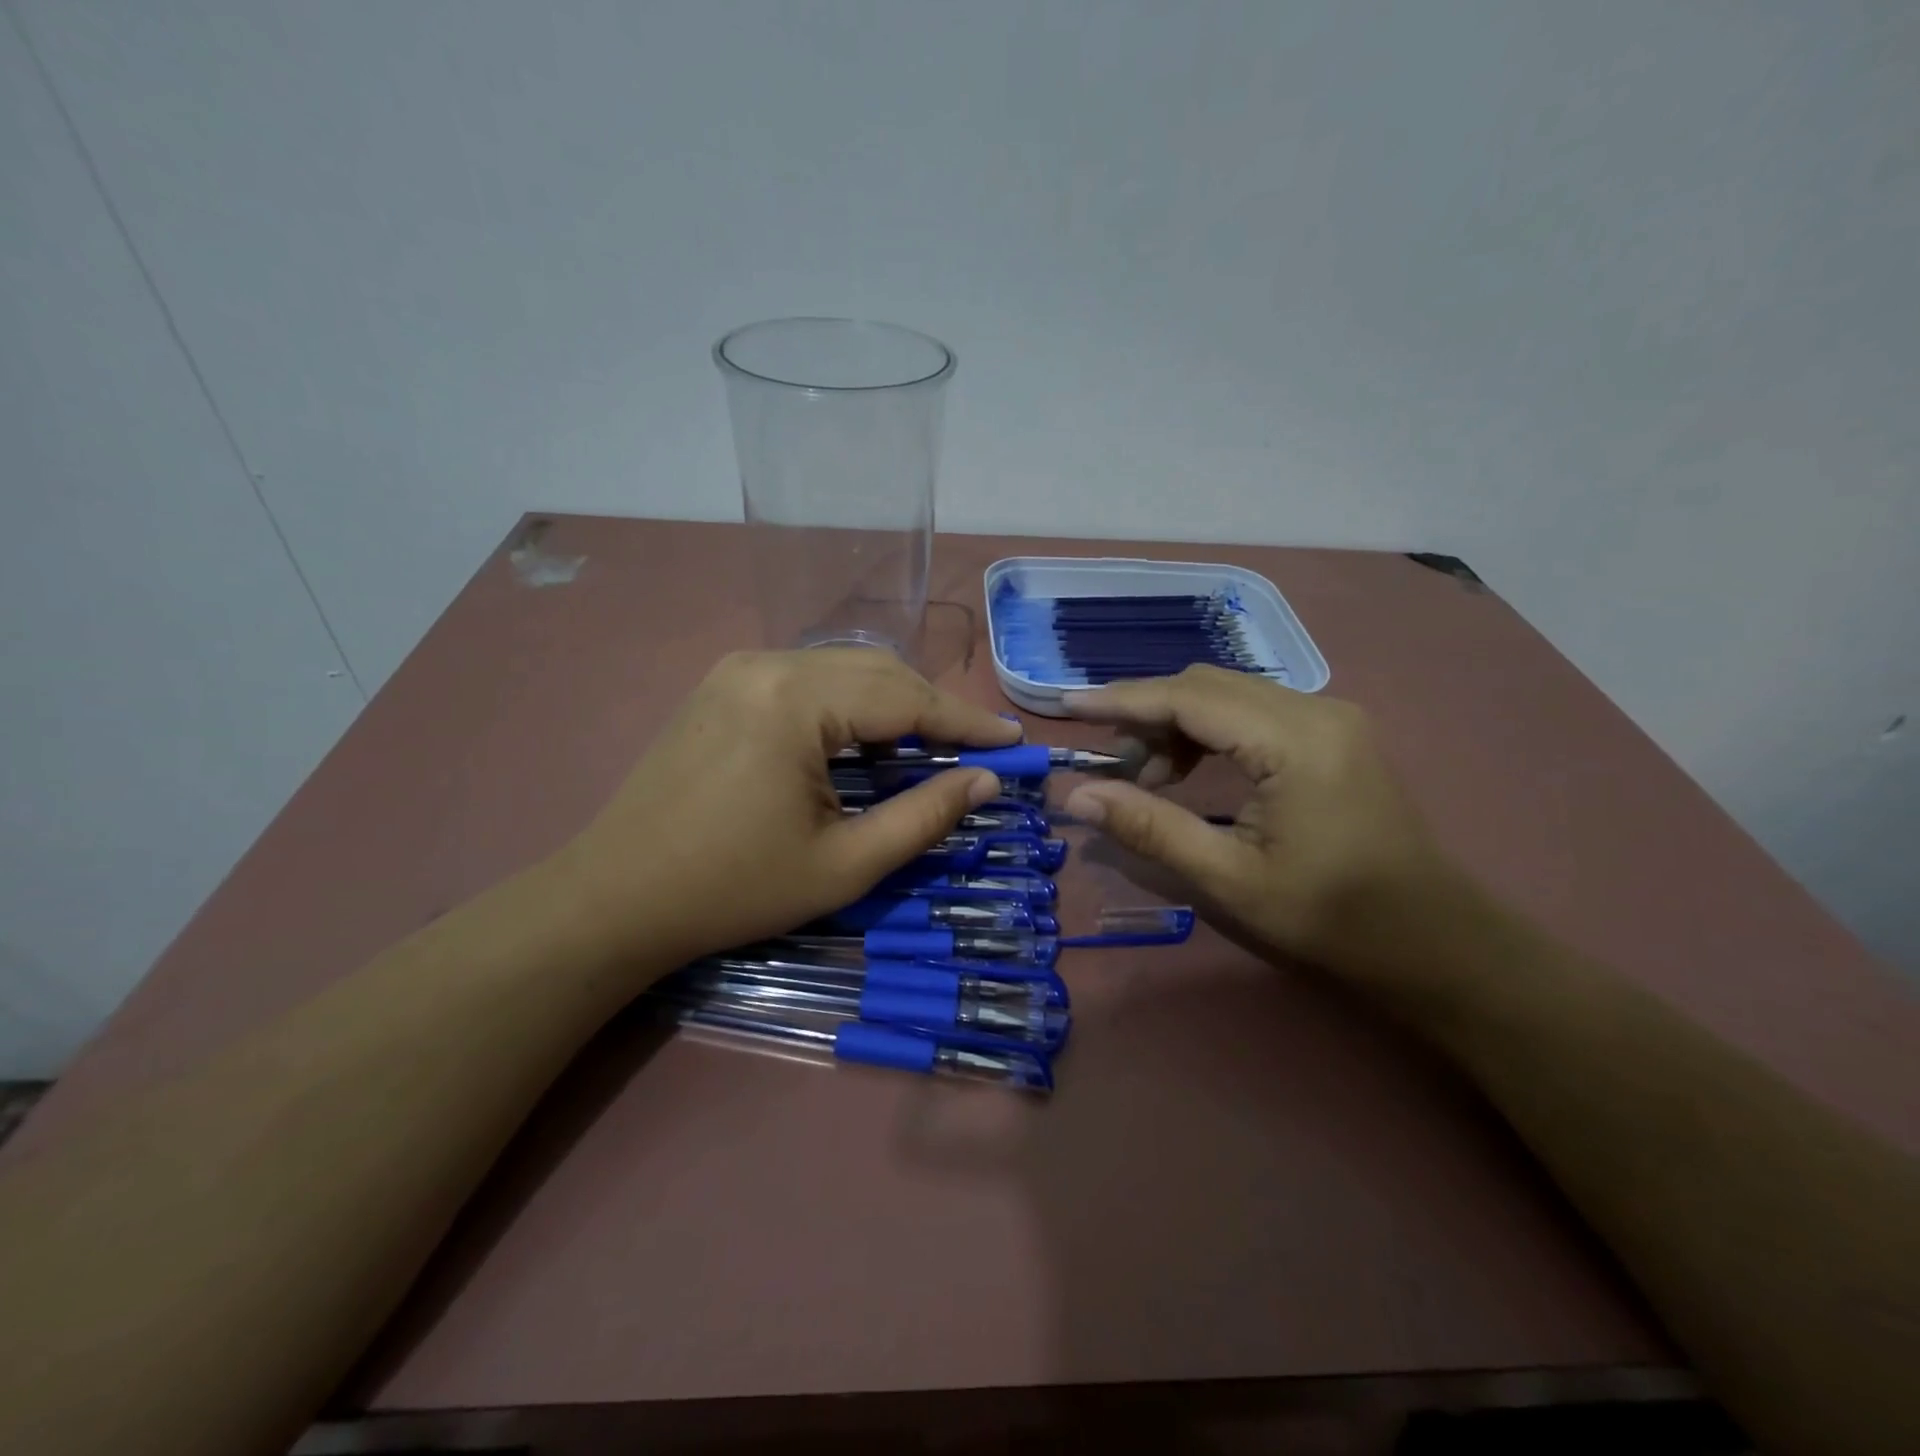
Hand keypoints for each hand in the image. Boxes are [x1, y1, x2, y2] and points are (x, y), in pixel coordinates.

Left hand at [558, 649, 1018, 971]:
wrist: (615, 897)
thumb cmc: (733, 888)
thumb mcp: (844, 864)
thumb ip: (924, 817)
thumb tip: (985, 782)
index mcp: (796, 699)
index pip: (905, 697)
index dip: (965, 722)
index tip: (1013, 742)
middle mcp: (768, 663)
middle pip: (877, 672)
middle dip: (932, 710)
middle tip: (976, 750)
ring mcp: (739, 668)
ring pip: (843, 670)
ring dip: (893, 704)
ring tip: (930, 747)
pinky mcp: (724, 685)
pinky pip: (808, 680)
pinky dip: (850, 705)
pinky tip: (865, 740)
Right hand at [1062, 666, 1463, 974]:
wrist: (1432, 939)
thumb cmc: (1331, 916)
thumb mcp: (1229, 878)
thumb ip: (1150, 829)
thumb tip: (1077, 796)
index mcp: (1294, 742)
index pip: (1189, 698)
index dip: (1123, 700)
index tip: (1069, 705)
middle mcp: (1314, 709)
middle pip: (1207, 684)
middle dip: (1147, 713)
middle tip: (1108, 762)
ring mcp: (1329, 716)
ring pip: (1228, 693)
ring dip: (1176, 722)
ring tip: (1147, 778)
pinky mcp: (1332, 732)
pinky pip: (1252, 710)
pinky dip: (1208, 730)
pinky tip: (1190, 772)